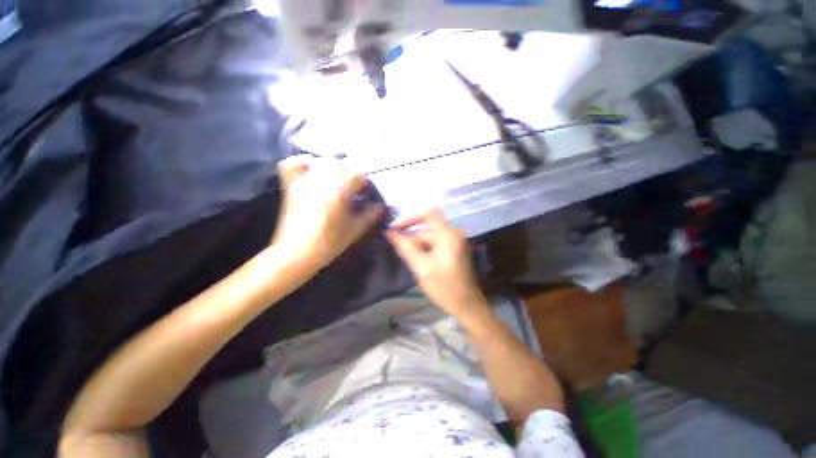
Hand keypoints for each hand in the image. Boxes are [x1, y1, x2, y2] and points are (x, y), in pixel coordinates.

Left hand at [270, 155, 383, 272]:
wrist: (296, 254)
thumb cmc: (328, 244)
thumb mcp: (355, 230)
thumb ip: (371, 215)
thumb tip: (381, 206)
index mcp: (337, 193)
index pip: (357, 174)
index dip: (364, 183)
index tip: (365, 193)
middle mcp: (320, 182)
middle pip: (341, 164)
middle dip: (352, 174)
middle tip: (355, 189)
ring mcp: (303, 182)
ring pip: (323, 162)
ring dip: (335, 168)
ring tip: (339, 182)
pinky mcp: (291, 186)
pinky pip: (295, 163)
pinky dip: (306, 162)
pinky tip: (314, 171)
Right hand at [385, 208, 488, 317]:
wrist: (466, 305)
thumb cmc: (444, 286)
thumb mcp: (421, 267)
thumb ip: (405, 247)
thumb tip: (389, 232)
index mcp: (448, 235)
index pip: (428, 214)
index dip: (411, 219)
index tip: (397, 230)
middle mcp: (453, 234)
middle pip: (427, 229)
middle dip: (411, 238)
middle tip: (397, 250)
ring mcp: (455, 243)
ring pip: (430, 238)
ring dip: (417, 246)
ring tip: (407, 259)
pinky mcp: (454, 251)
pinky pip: (435, 244)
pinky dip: (424, 250)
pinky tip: (417, 262)